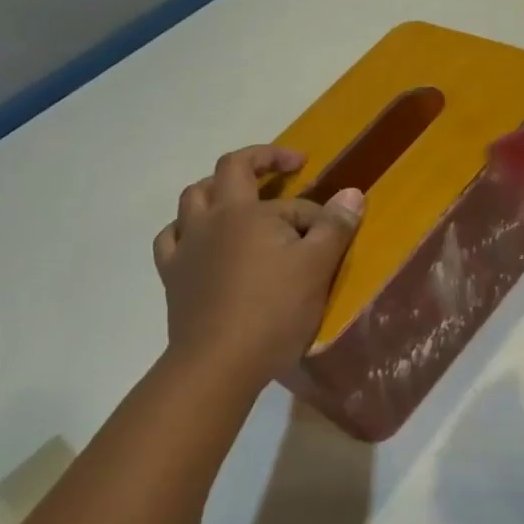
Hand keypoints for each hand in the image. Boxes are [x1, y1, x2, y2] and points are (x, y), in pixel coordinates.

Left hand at [155, 145, 363, 388]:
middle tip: (286, 166)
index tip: (334, 233)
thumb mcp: (317, 267)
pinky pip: (171, 237)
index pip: (293, 203)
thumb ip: (335, 226)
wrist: (218, 363)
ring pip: (193, 198)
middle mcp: (212, 218)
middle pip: (229, 170)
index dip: (318, 215)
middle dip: (260, 160)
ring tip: (238, 198)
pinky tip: (198, 238)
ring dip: (217, 188)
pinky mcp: (172, 275)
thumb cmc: (274, 312)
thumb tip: (351, 192)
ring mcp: (187, 246)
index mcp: (248, 212)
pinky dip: (186, 228)